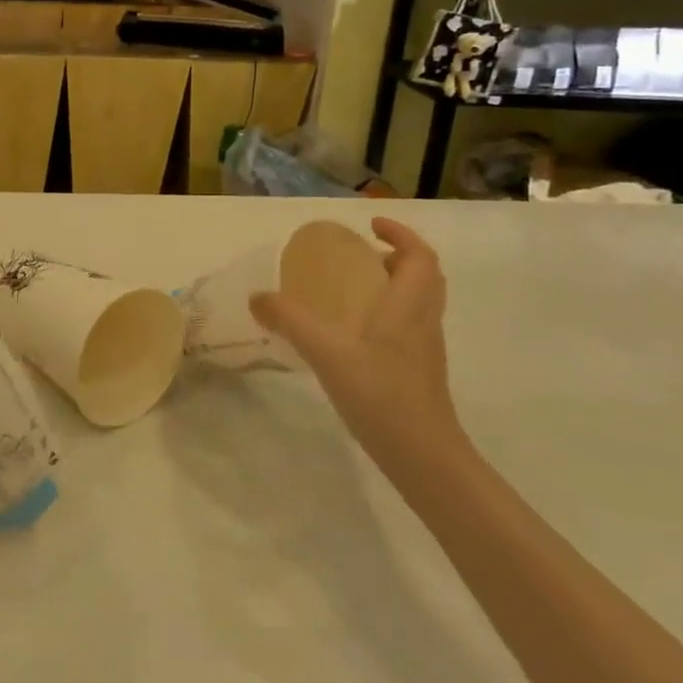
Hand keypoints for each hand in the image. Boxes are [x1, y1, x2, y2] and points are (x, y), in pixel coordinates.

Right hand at [248, 218, 461, 461]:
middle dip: (397, 257)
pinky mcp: (418, 372)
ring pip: (418, 303)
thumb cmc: (381, 395)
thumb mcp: (327, 352)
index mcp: (409, 306)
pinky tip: (353, 333)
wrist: (424, 456)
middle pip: (424, 277)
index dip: (401, 234)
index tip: (372, 225)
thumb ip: (290, 320)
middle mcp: (423, 322)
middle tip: (362, 255)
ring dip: (394, 285)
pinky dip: (388, 314)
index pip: (420, 257)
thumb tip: (257, 298)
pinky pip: (408, 326)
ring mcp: (424, 349)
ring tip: (353, 288)